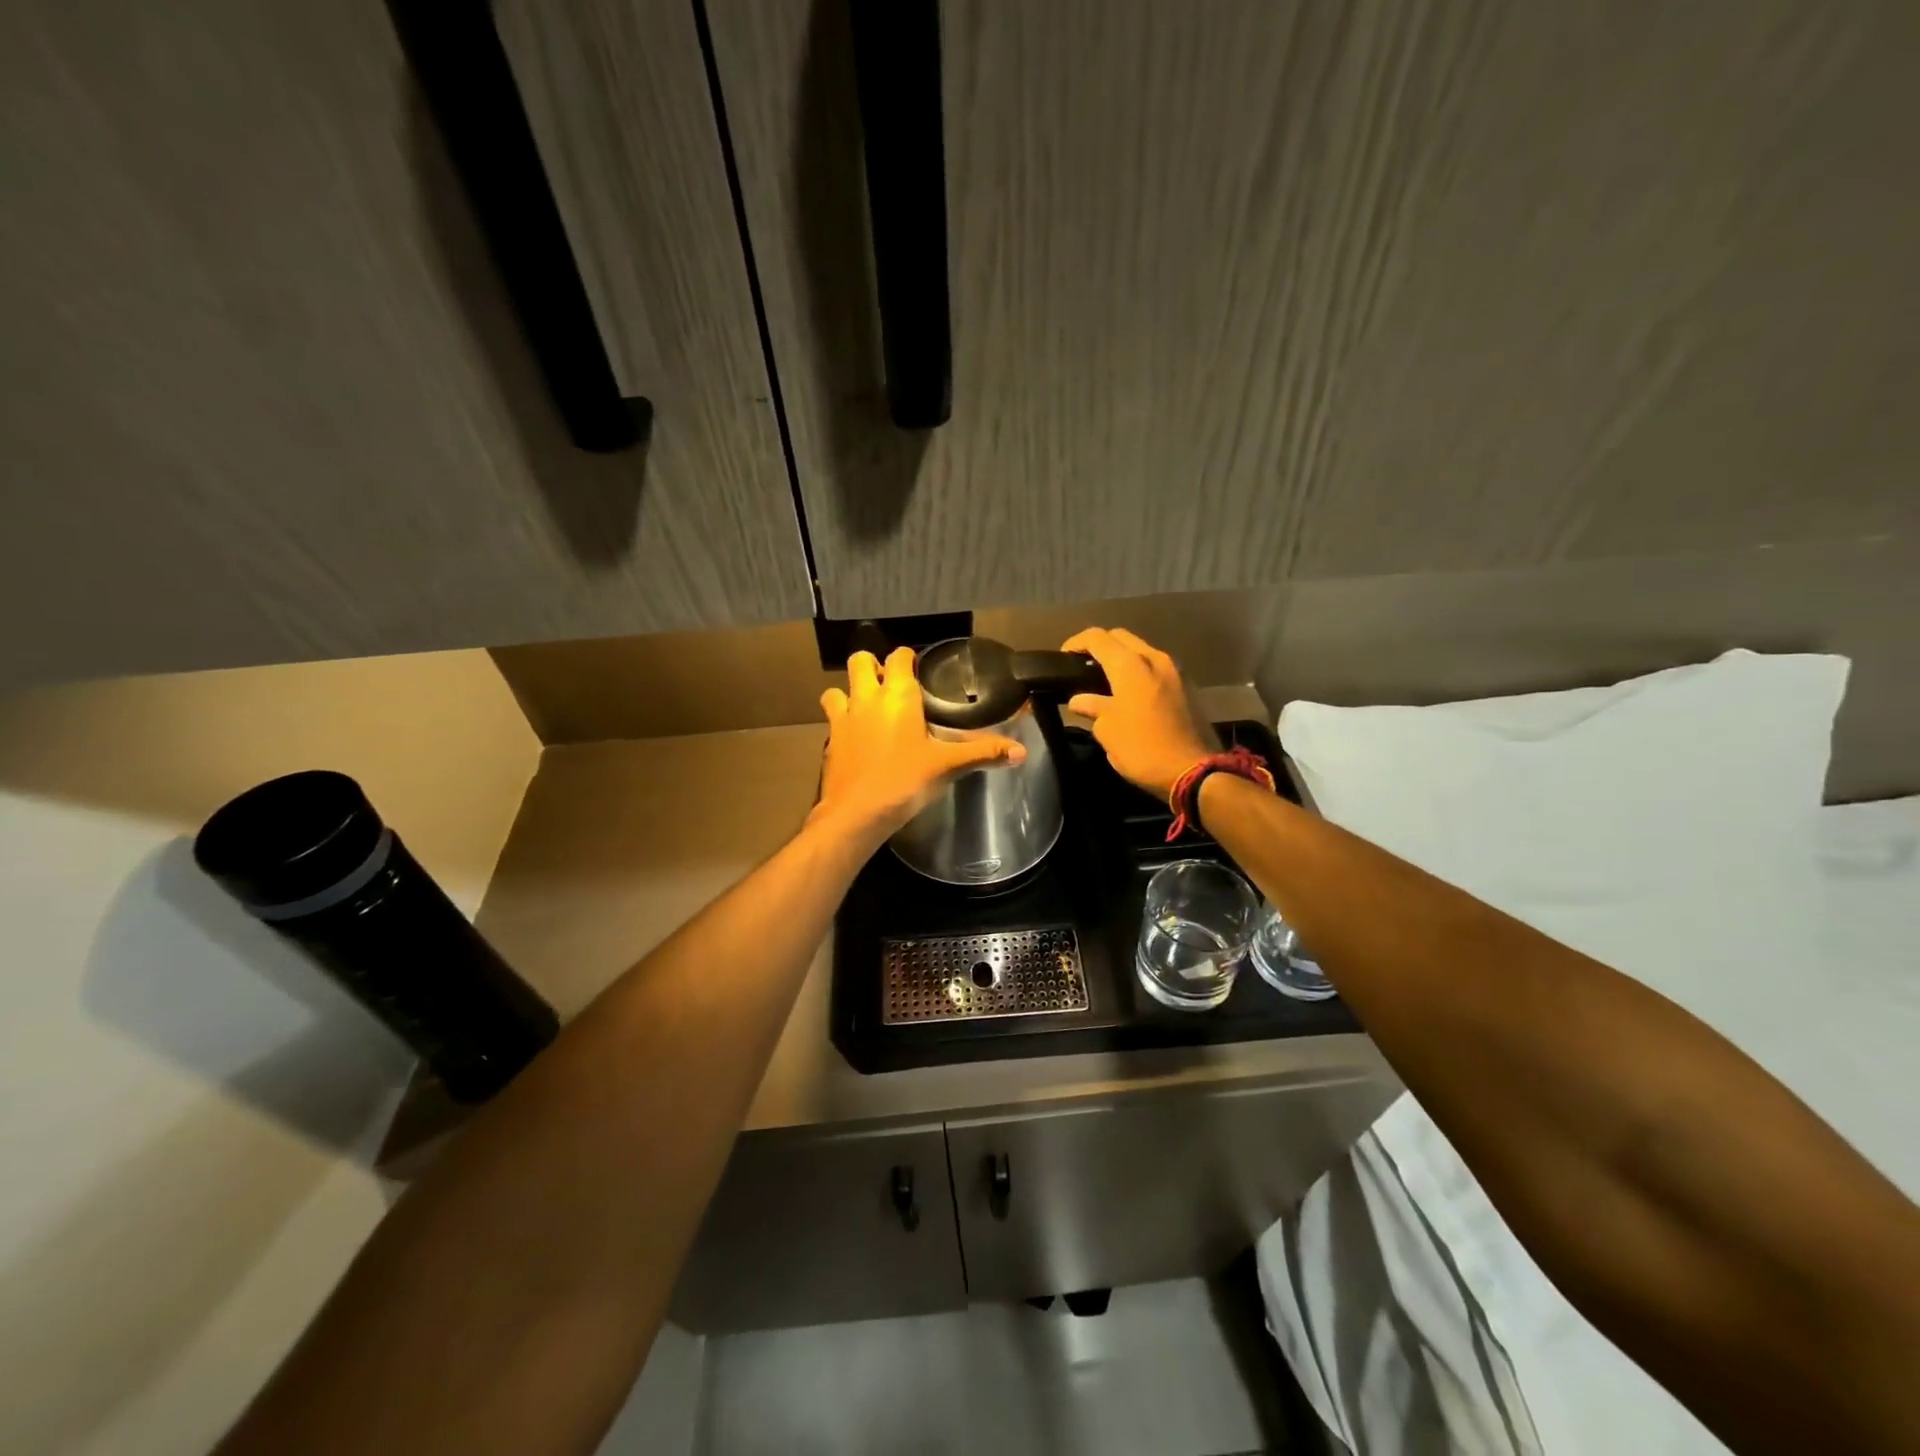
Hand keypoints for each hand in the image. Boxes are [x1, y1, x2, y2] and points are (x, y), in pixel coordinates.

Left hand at [812, 647, 1025, 839]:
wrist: (856, 813)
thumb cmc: (904, 782)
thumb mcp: (947, 766)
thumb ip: (983, 753)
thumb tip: (1021, 752)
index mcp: (897, 695)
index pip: (899, 656)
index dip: (907, 657)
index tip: (918, 668)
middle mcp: (866, 698)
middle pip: (859, 661)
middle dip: (872, 666)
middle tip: (889, 685)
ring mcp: (843, 718)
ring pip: (837, 689)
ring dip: (850, 692)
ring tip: (867, 708)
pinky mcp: (829, 741)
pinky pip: (832, 720)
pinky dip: (842, 722)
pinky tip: (856, 739)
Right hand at [1061, 628, 1213, 799]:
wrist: (1192, 771)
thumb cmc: (1141, 748)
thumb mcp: (1106, 730)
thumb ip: (1091, 707)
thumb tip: (1080, 700)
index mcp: (1130, 665)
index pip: (1097, 637)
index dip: (1076, 643)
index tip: (1062, 657)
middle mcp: (1154, 658)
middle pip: (1121, 638)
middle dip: (1100, 646)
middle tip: (1083, 665)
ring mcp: (1174, 671)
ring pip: (1141, 651)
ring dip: (1122, 659)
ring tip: (1105, 680)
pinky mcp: (1186, 686)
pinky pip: (1155, 668)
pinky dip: (1138, 672)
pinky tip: (1129, 694)